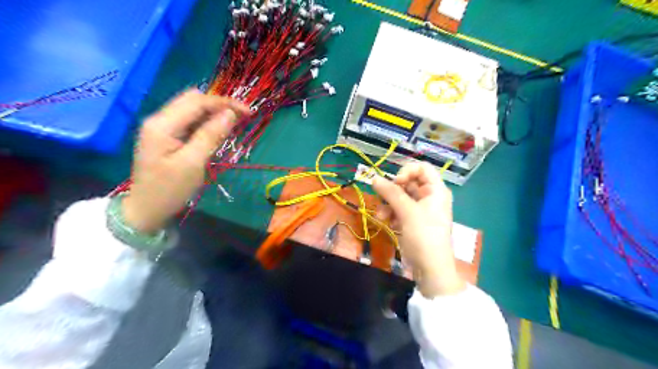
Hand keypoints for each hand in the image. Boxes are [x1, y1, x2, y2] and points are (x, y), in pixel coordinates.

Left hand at [121, 89, 248, 232]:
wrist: (146, 210)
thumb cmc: (169, 189)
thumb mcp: (193, 163)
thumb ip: (210, 135)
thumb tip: (230, 114)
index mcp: (163, 124)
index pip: (198, 101)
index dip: (225, 103)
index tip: (249, 112)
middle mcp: (160, 119)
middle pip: (193, 99)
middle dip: (220, 105)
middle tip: (242, 118)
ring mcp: (161, 127)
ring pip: (192, 109)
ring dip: (214, 113)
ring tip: (234, 124)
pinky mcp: (166, 136)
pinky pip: (189, 121)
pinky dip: (206, 123)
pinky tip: (217, 132)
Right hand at [372, 163, 463, 298]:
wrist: (431, 268)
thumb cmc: (424, 236)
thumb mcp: (407, 212)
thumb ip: (391, 193)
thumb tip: (374, 178)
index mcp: (435, 190)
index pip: (422, 168)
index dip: (407, 171)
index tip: (396, 182)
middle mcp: (429, 197)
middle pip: (408, 182)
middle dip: (393, 191)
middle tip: (381, 197)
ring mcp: (421, 210)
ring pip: (401, 197)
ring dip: (389, 204)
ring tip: (381, 216)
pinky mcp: (412, 221)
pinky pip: (399, 210)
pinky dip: (392, 214)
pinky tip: (387, 222)